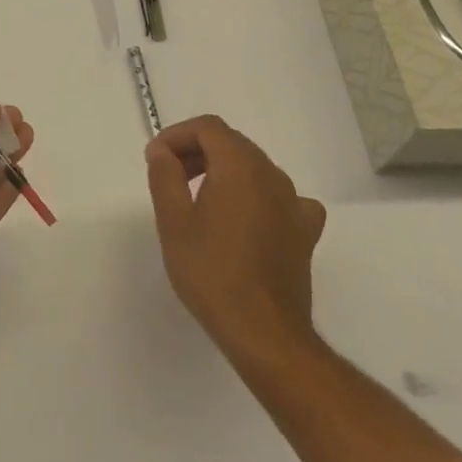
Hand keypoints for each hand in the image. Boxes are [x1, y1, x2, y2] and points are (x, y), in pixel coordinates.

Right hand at [145, 115, 325, 359]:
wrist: (265, 334)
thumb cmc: (212, 273)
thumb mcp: (174, 221)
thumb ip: (165, 175)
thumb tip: (162, 150)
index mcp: (239, 164)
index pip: (207, 127)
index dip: (177, 135)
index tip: (156, 159)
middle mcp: (271, 173)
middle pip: (231, 143)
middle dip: (197, 151)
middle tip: (170, 176)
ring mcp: (293, 202)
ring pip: (254, 167)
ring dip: (224, 171)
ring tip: (199, 199)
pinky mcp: (304, 231)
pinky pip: (281, 197)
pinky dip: (258, 195)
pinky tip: (248, 217)